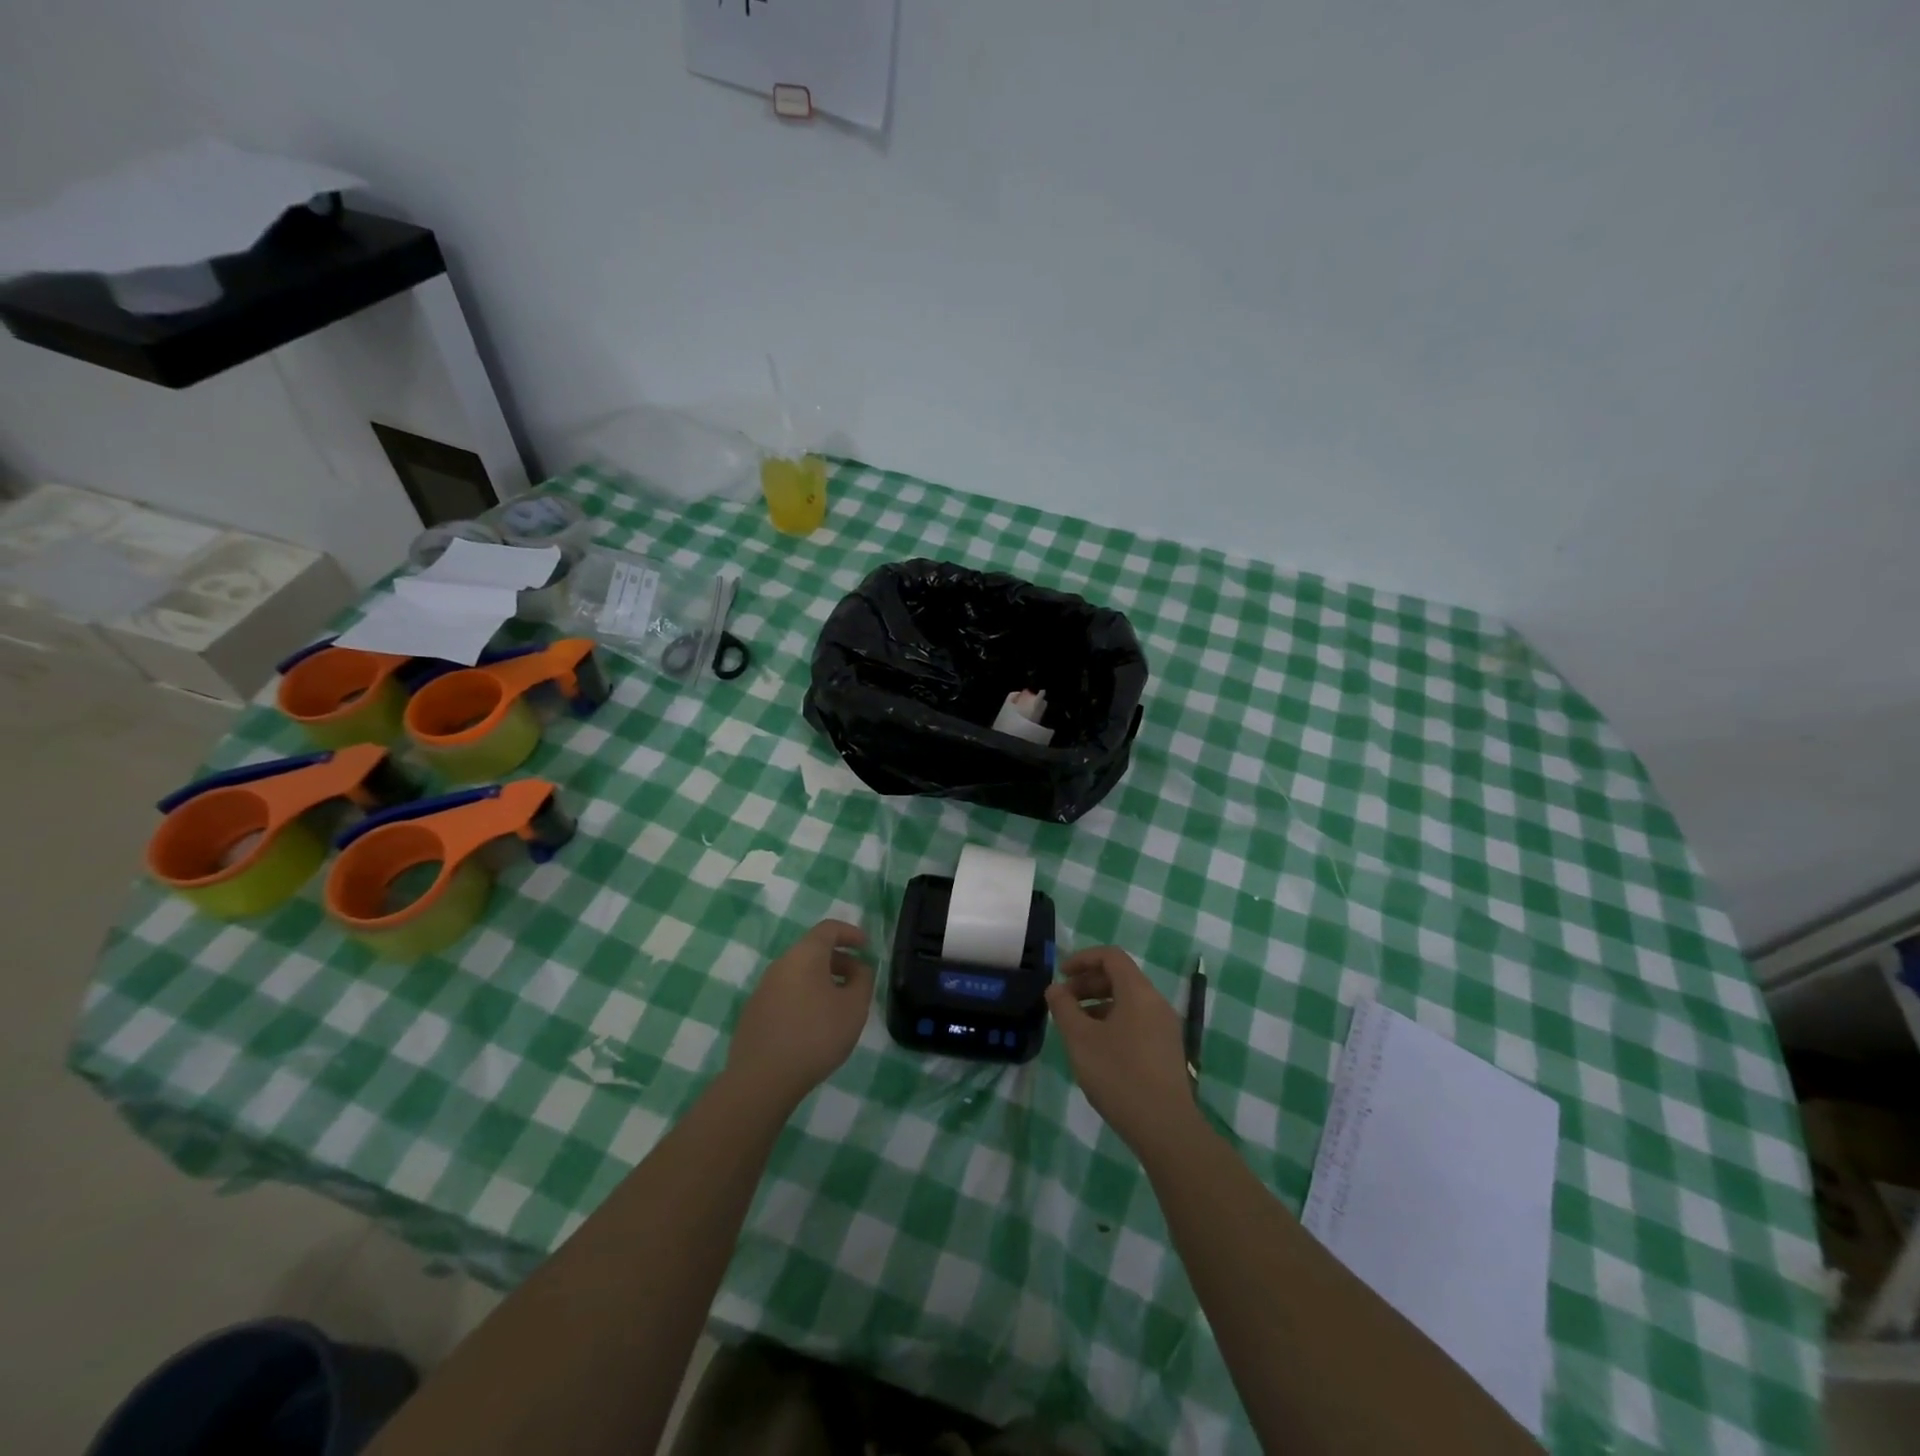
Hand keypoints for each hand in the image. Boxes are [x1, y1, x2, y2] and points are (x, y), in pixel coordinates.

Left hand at [727, 919, 873, 1110]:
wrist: (762, 1079)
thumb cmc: (816, 1035)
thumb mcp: (854, 1007)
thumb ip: (863, 980)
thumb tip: (859, 968)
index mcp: (804, 955)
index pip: (828, 929)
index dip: (850, 933)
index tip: (866, 946)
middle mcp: (780, 965)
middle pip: (812, 950)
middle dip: (839, 960)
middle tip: (858, 981)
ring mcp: (763, 989)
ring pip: (798, 973)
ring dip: (822, 981)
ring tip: (838, 1006)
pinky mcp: (754, 1013)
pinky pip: (786, 993)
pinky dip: (805, 998)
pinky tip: (813, 1026)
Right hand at [1045, 947, 1199, 1155]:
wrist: (1165, 1127)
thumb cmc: (1118, 1075)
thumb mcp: (1080, 1039)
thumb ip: (1064, 1008)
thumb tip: (1055, 989)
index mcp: (1138, 992)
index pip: (1111, 956)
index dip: (1082, 959)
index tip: (1060, 975)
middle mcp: (1156, 1002)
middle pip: (1120, 977)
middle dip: (1088, 983)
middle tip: (1063, 1002)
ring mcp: (1165, 1027)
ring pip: (1128, 1001)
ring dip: (1098, 1004)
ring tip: (1076, 1026)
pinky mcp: (1167, 1049)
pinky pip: (1137, 1020)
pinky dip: (1113, 1021)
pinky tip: (1098, 1047)